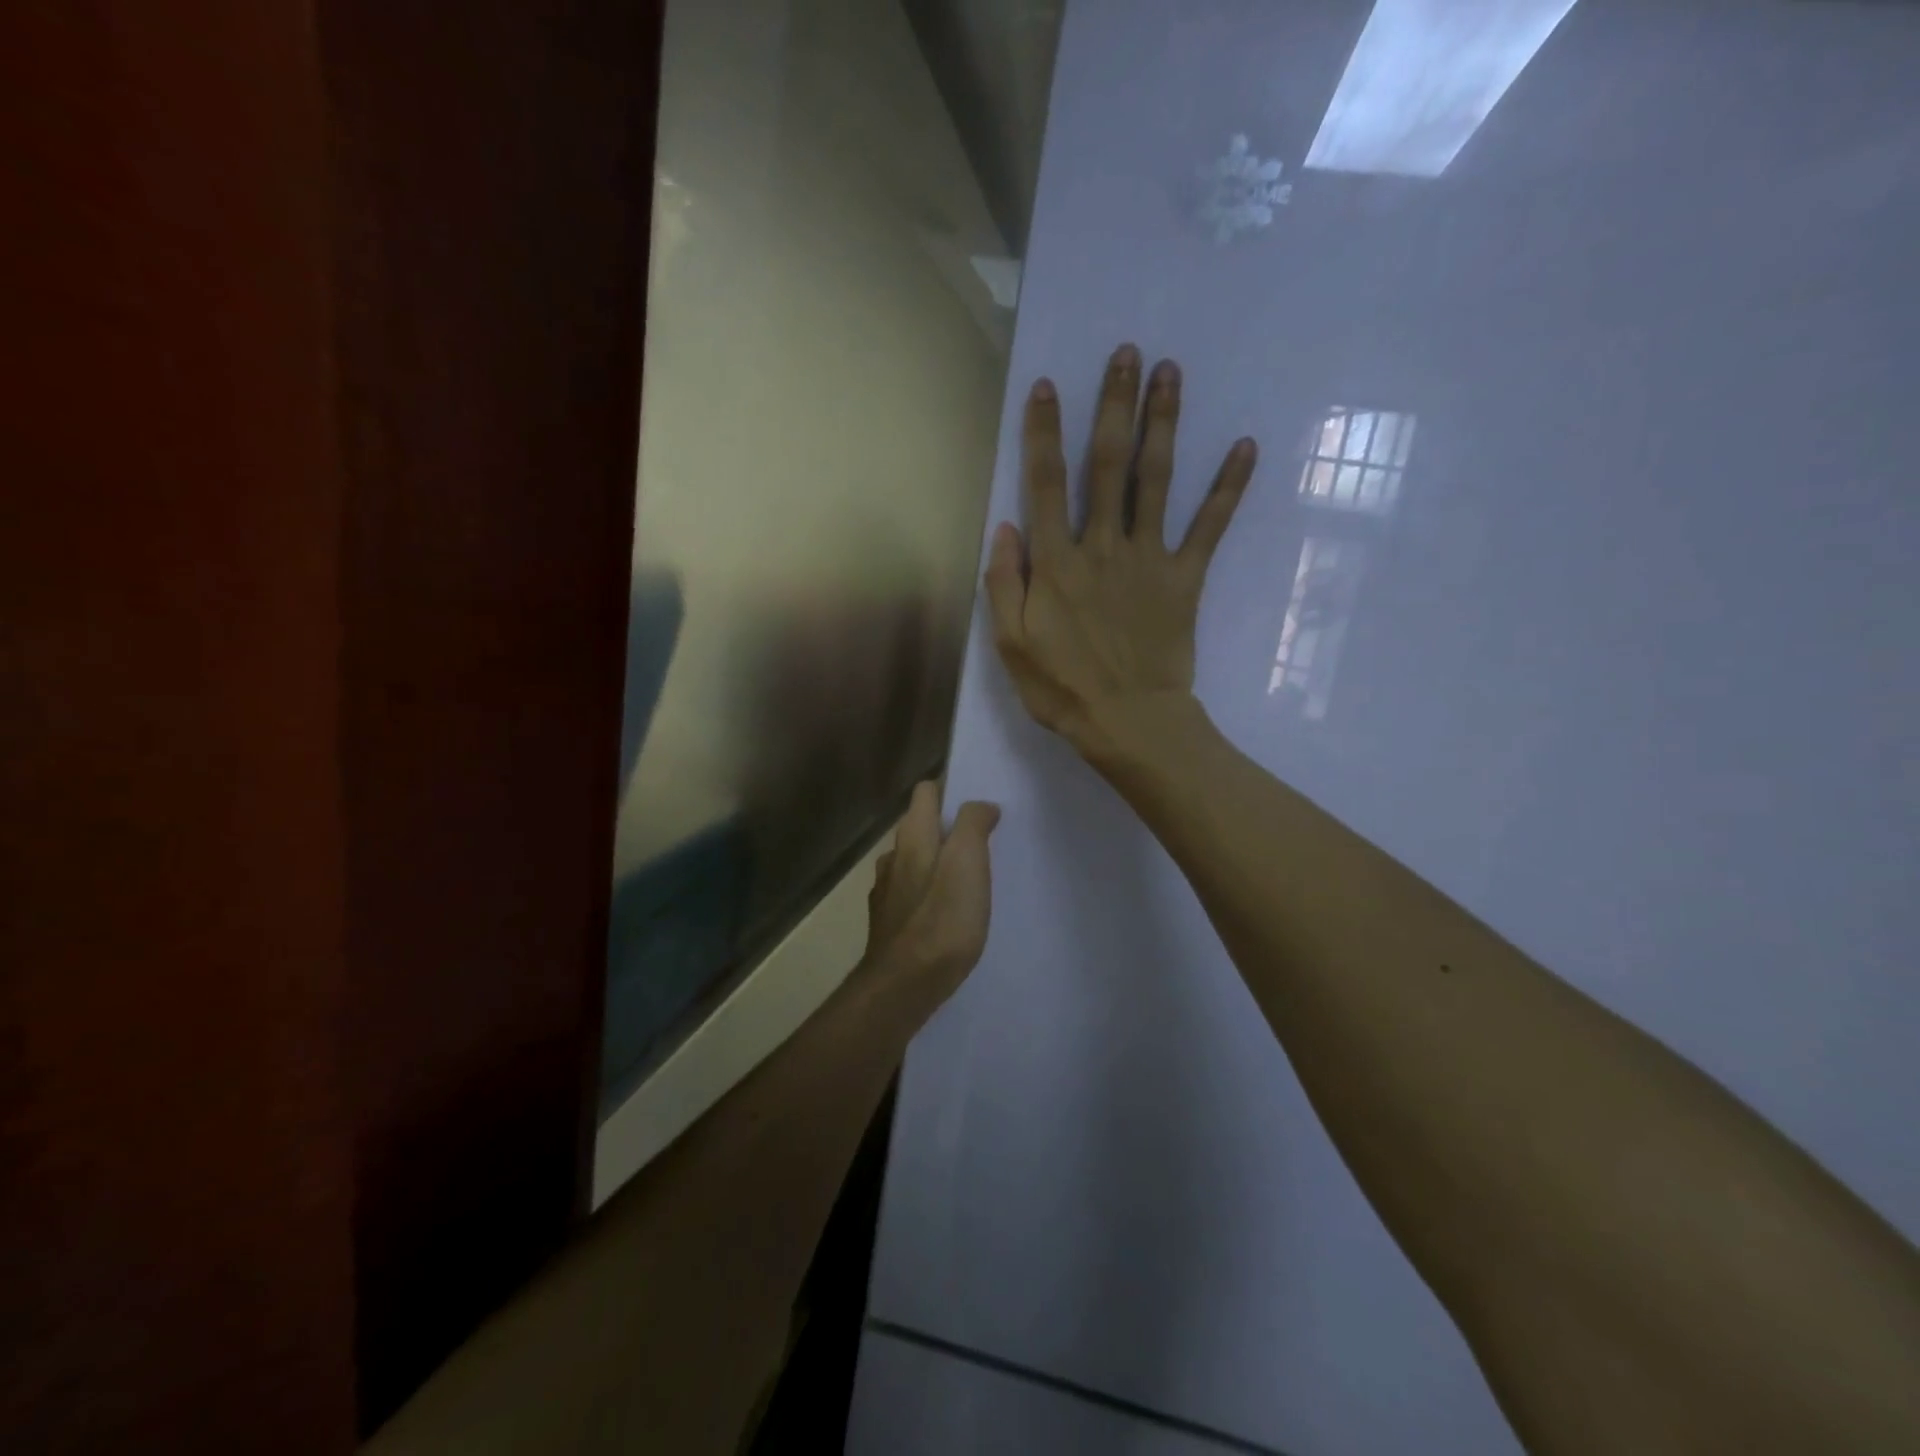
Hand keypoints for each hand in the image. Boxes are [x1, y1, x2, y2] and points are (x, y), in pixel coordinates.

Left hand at [860, 780, 999, 1004]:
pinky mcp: (888, 923)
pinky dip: (928, 893)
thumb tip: (980, 805)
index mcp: (913, 836)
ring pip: (914, 861)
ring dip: (937, 863)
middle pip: (920, 827)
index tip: (979, 807)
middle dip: (948, 829)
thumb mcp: (967, 862)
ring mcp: (887, 891)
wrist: (904, 985)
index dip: (951, 791)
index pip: (926, 792)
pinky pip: (911, 894)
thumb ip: (973, 825)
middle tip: (982, 845)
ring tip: (967, 881)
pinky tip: (945, 914)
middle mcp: (894, 856)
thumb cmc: (942, 919)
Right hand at [983, 344, 1257, 762]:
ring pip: (1155, 480)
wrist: (1129, 722)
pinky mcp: (1184, 578)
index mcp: (1056, 563)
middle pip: (1107, 465)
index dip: (1044, 433)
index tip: (1047, 387)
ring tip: (1171, 372)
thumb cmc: (1062, 688)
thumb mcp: (1011, 644)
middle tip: (1127, 354)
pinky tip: (1244, 447)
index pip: (1045, 485)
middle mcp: (1102, 547)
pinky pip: (1209, 527)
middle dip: (1114, 405)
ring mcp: (1148, 559)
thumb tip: (1005, 527)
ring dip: (1163, 424)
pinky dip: (1228, 488)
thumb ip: (1004, 583)